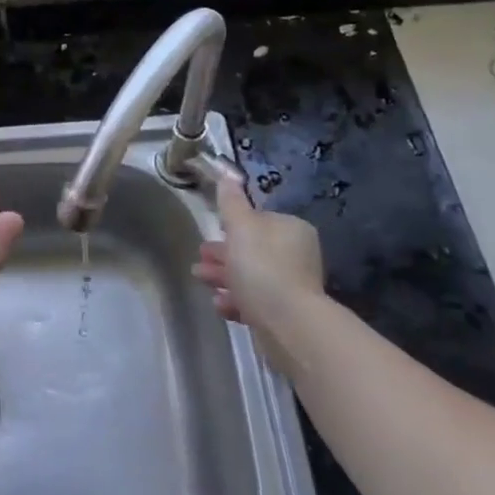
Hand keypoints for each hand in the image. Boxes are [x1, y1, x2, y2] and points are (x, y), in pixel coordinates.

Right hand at [192, 182, 325, 334]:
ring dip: (224, 277)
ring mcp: (292, 286)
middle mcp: (296, 255)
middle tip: (199, 259)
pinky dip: (235, 301)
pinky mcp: (285, 314)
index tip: (210, 233)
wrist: (288, 323)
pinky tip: (219, 304)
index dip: (231, 226)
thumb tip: (227, 172)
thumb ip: (231, 201)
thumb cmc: (261, 267)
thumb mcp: (241, 227)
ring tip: (200, 280)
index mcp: (291, 230)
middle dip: (223, 254)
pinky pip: (255, 302)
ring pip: (251, 277)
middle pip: (252, 250)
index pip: (258, 221)